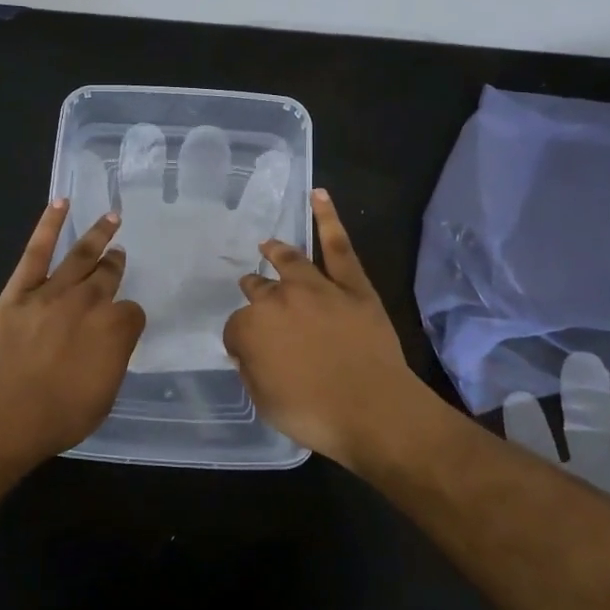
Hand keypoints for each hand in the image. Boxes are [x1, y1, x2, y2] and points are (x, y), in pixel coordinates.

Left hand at [0, 198, 146, 460]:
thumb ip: (111, 361)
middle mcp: (90, 302)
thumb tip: (109, 346)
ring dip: (98, 235)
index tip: (123, 325)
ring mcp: (54, 291)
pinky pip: (37, 251)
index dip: (128, 319)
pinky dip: (50, 225)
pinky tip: (62, 203)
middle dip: (115, 265)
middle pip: (108, 276)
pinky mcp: (21, 289)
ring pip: (81, 256)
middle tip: (119, 254)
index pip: (133, 313)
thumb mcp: (104, 395)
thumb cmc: (60, 414)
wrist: (7, 411)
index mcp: (116, 329)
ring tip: (111, 218)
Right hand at [222, 190, 421, 468]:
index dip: (242, 340)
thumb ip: (251, 369)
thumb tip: (248, 350)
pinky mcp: (352, 285)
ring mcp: (316, 287)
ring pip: (290, 261)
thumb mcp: (264, 401)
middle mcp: (278, 299)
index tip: (249, 351)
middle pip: (259, 290)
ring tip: (269, 246)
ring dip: (277, 252)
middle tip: (253, 292)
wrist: (373, 411)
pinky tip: (319, 196)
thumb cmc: (314, 414)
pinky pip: (338, 246)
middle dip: (254, 292)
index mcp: (251, 328)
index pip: (236, 327)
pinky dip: (328, 218)